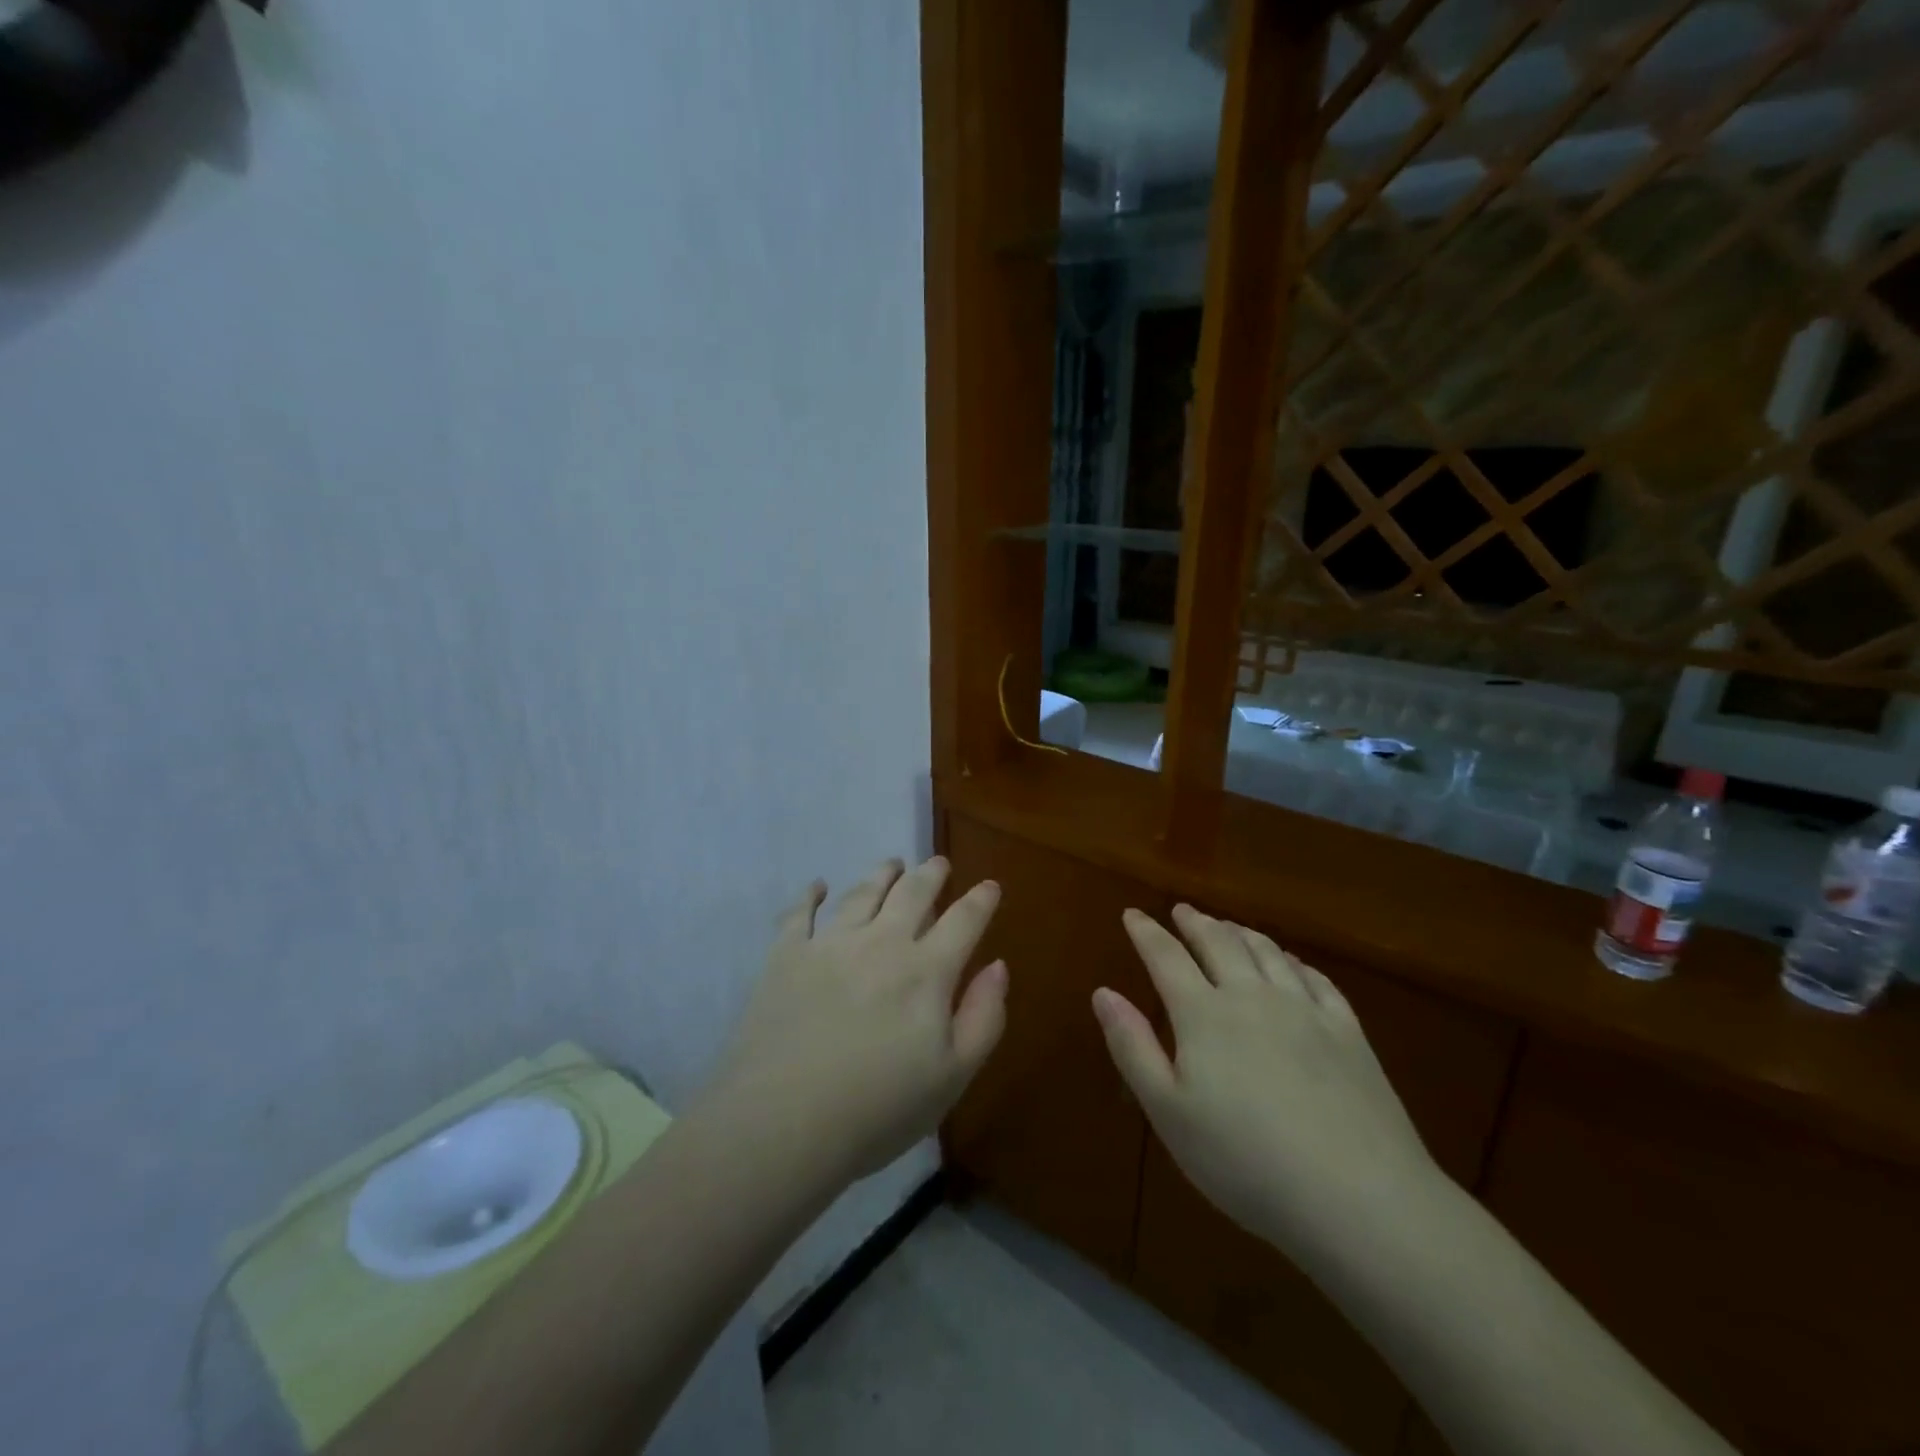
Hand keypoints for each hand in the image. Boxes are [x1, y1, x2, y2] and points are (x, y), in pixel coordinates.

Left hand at [707, 857, 1006, 1183]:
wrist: (783, 1121)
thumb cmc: (878, 1109)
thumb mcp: (953, 1076)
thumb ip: (984, 1016)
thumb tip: (998, 965)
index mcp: (927, 971)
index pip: (963, 921)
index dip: (981, 900)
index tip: (989, 885)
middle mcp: (882, 943)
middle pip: (912, 893)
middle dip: (931, 874)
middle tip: (938, 863)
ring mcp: (831, 944)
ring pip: (863, 893)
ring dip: (882, 874)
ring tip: (892, 864)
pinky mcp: (786, 955)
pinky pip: (800, 913)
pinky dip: (811, 894)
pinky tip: (818, 886)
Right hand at [1094, 905, 1439, 1254]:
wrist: (1357, 1197)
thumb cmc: (1244, 1160)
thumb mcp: (1168, 1112)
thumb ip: (1133, 1047)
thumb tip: (1103, 992)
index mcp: (1204, 1015)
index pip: (1166, 958)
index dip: (1146, 933)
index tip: (1132, 913)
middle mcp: (1252, 997)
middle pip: (1219, 944)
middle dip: (1196, 923)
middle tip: (1182, 910)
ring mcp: (1305, 1011)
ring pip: (1267, 953)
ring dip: (1242, 933)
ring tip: (1228, 926)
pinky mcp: (1348, 1033)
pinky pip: (1316, 979)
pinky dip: (1294, 961)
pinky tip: (1291, 963)